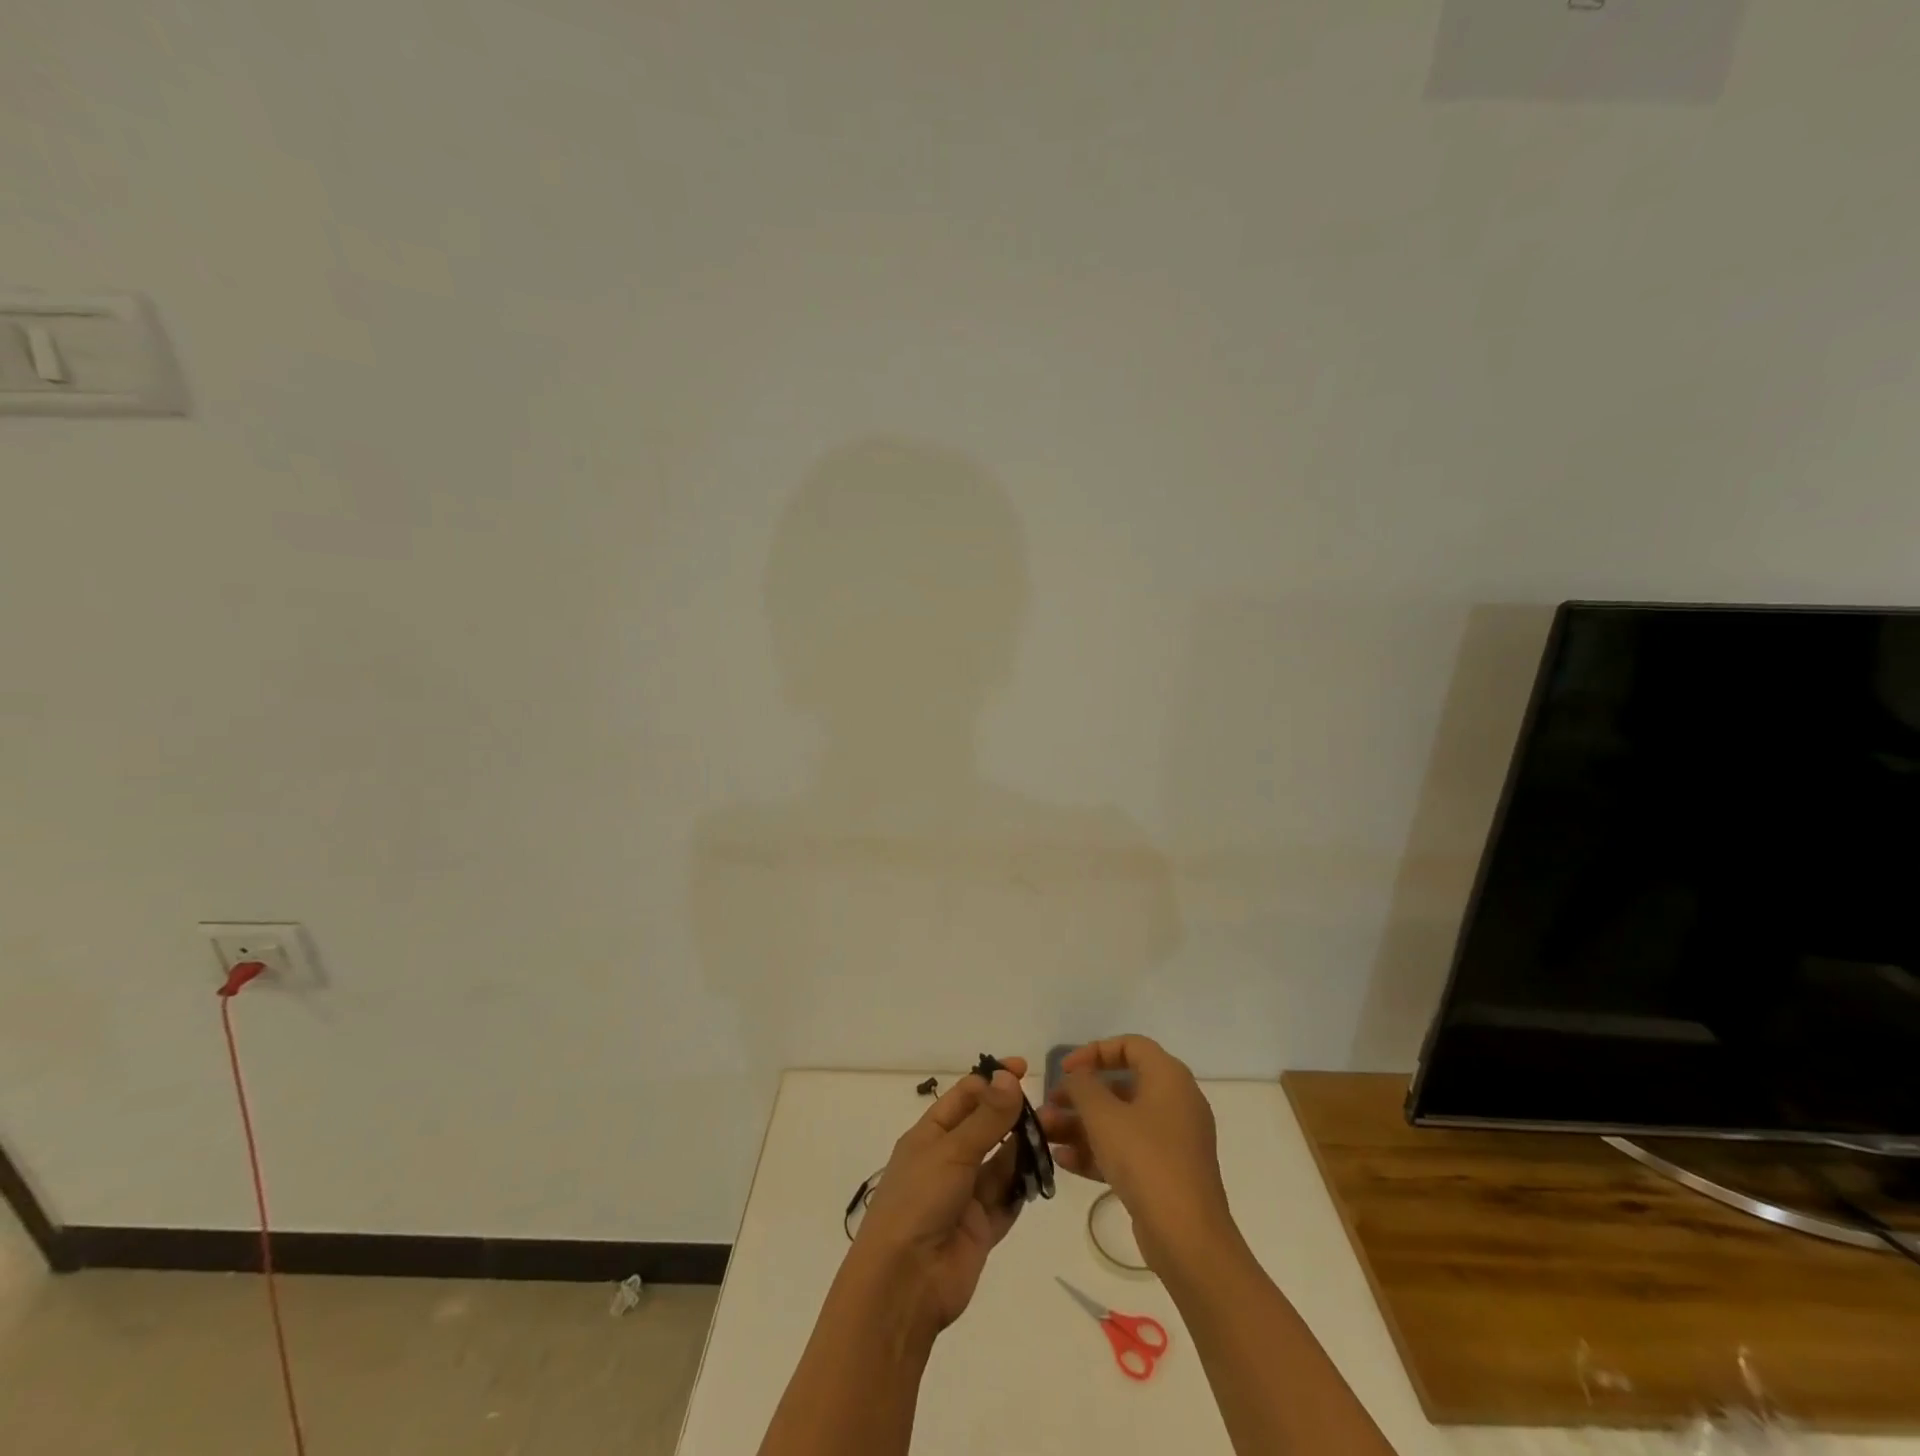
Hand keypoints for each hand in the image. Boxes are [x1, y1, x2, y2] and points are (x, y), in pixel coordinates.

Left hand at [846, 1057, 1029, 1339]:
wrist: (904, 1283)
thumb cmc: (919, 1201)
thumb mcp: (952, 1150)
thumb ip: (987, 1117)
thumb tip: (1010, 1076)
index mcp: (929, 1135)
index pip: (965, 1096)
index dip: (992, 1081)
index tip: (1024, 1070)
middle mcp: (947, 1160)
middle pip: (985, 1129)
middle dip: (1012, 1117)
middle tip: (1047, 1109)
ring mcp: (964, 1195)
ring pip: (1000, 1164)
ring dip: (1022, 1151)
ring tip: (1051, 1138)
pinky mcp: (981, 1228)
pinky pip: (1006, 1201)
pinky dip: (1022, 1189)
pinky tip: (1041, 1175)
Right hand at [1039, 1036, 1234, 1272]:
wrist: (1187, 1237)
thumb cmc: (1145, 1160)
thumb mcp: (1104, 1116)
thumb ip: (1083, 1086)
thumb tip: (1077, 1076)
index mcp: (1168, 1077)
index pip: (1130, 1046)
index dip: (1094, 1051)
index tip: (1065, 1069)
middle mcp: (1175, 1102)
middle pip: (1121, 1085)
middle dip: (1080, 1096)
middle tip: (1050, 1105)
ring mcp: (1172, 1140)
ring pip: (1120, 1121)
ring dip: (1081, 1125)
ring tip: (1046, 1135)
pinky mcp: (1166, 1173)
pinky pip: (1128, 1150)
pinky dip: (1098, 1151)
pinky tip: (1063, 1161)